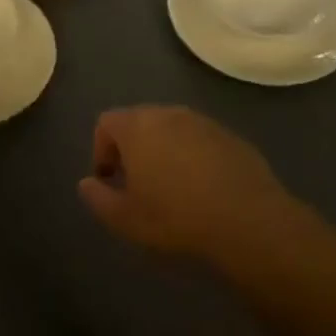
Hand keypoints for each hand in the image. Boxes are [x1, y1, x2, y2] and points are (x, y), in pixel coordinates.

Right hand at [79, 106, 287, 260]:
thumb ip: (98, 198)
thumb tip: (87, 183)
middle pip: (139, 121)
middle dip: (132, 148)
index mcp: (137, 127)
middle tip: (137, 184)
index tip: (109, 180)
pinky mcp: (230, 135)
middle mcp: (168, 114)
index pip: (106, 122)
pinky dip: (193, 156)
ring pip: (171, 129)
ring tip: (171, 187)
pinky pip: (200, 139)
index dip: (101, 150)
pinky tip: (203, 188)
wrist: (248, 221)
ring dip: (163, 150)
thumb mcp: (126, 220)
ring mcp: (202, 122)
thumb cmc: (176, 218)